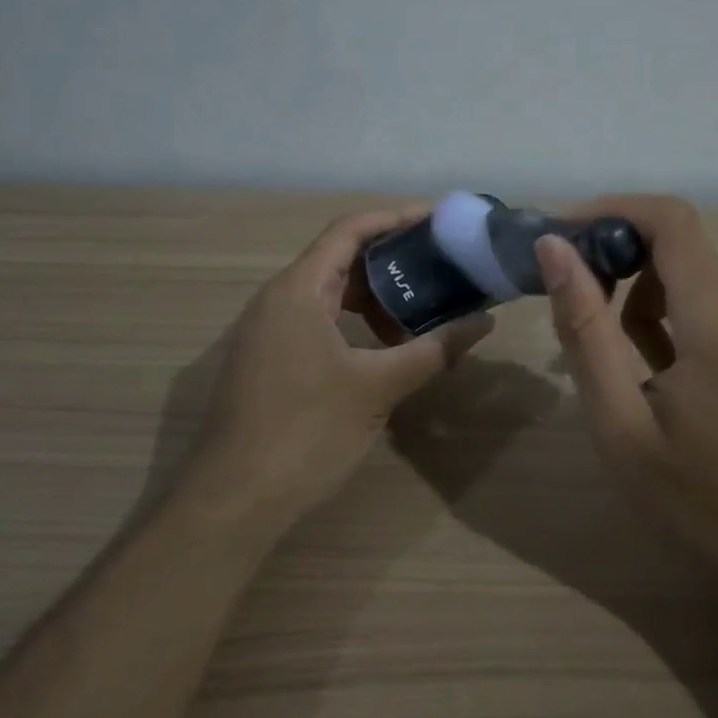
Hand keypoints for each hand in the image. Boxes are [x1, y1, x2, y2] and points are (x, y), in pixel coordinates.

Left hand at [175, 207, 493, 538]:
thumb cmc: (306, 432)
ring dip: (375, 298)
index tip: (439, 219)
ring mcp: (268, 331)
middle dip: (392, 260)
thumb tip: (484, 322)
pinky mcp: (268, 360)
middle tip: (441, 265)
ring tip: (420, 313)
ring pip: (330, 294)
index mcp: (299, 290)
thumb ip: (433, 350)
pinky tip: (385, 350)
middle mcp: (278, 299)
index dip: (396, 217)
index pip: (350, 230)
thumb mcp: (378, 387)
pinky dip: (354, 324)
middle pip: (340, 259)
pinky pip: (317, 321)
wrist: (233, 500)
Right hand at [535, 196, 717, 592]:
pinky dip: (673, 309)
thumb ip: (584, 329)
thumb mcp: (619, 421)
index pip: (671, 220)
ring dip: (643, 289)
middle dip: (618, 254)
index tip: (561, 234)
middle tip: (571, 298)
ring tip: (613, 352)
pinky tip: (655, 364)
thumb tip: (552, 249)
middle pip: (680, 239)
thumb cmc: (693, 499)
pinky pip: (714, 294)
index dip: (611, 210)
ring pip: (694, 267)